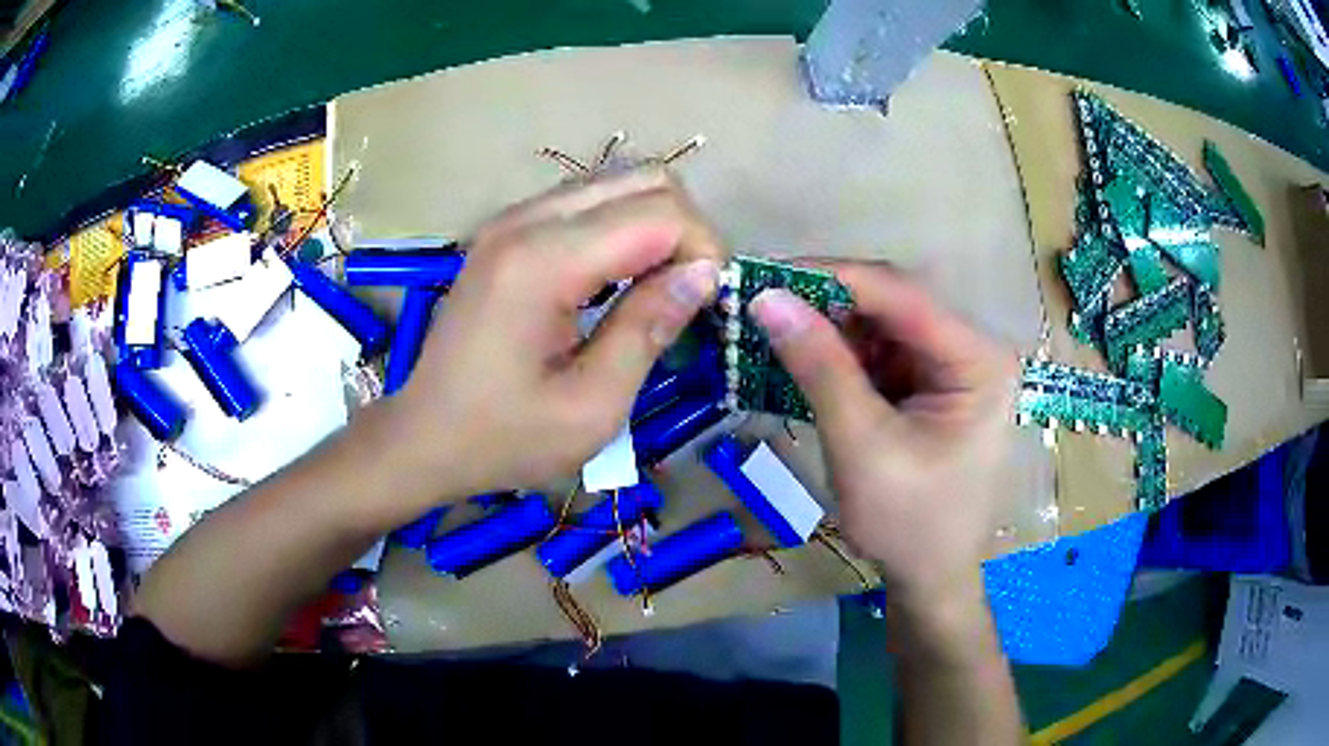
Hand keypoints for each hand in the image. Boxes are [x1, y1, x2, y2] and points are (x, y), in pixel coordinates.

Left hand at [385, 169, 723, 504]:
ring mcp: (511, 219)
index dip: (703, 250)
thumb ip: (650, 328)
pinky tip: (618, 280)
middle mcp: (525, 220)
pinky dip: (622, 229)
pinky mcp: (507, 230)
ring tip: (657, 289)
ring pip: (618, 182)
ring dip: (655, 226)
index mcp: (542, 262)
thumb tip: (704, 273)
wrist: (424, 437)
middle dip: (685, 230)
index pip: (659, 213)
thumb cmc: (503, 437)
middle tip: (687, 294)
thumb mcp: (591, 406)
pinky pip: (587, 202)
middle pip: (644, 179)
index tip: (708, 305)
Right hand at [749, 261, 1016, 605]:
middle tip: (763, 302)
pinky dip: (841, 356)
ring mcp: (953, 366)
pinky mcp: (931, 385)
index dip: (833, 278)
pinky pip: (881, 353)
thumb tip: (766, 299)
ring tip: (774, 329)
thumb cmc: (909, 524)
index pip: (903, 296)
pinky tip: (804, 360)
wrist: (931, 579)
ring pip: (882, 325)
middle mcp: (972, 349)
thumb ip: (819, 368)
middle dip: (828, 303)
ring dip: (830, 328)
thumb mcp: (862, 446)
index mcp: (978, 360)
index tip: (766, 274)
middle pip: (894, 304)